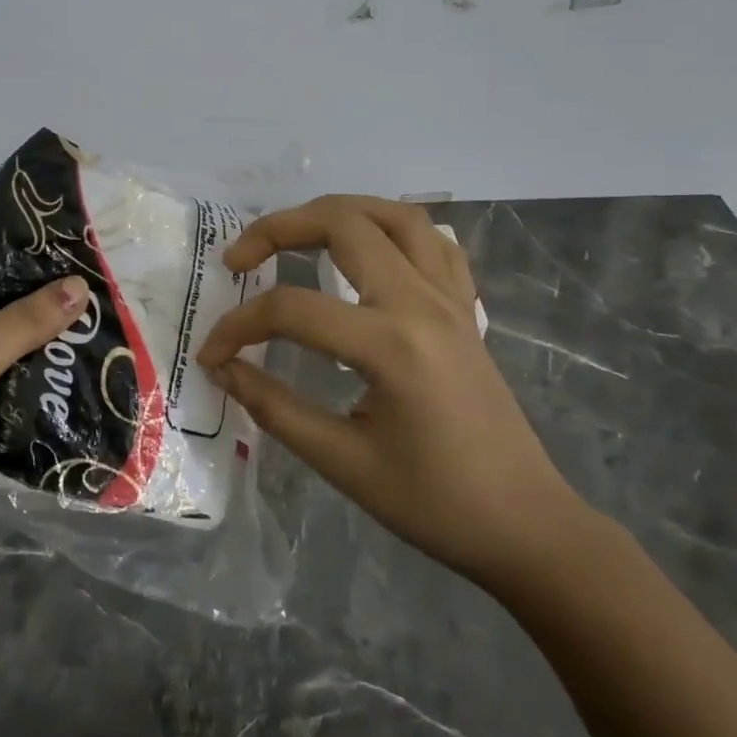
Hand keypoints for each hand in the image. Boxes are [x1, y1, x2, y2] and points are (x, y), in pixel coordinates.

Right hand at [197, 196, 586, 588]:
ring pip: (393, 215)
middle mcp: (422, 303)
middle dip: (278, 229)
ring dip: (336, 212)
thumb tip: (223, 369)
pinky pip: (432, 241)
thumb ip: (273, 407)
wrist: (524, 525)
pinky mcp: (465, 308)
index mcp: (391, 345)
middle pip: (342, 225)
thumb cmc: (434, 504)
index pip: (292, 310)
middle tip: (240, 259)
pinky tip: (366, 250)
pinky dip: (390, 229)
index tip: (212, 356)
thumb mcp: (342, 462)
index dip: (238, 327)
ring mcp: (451, 299)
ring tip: (296, 233)